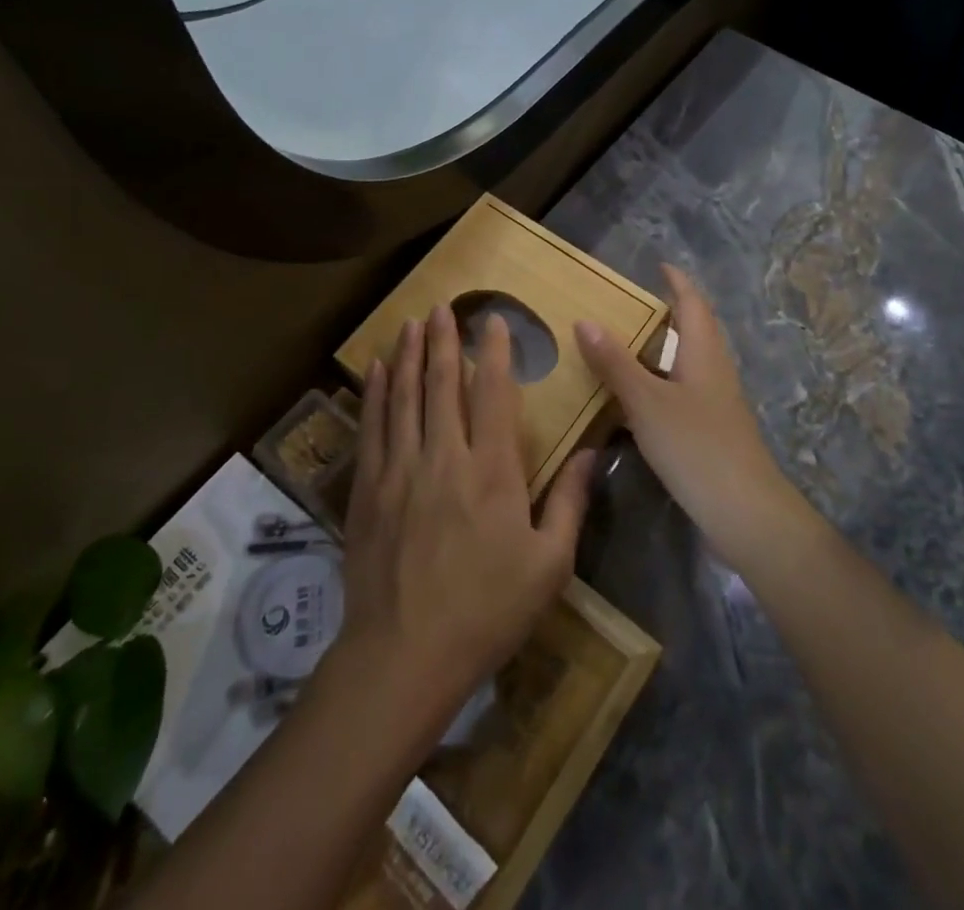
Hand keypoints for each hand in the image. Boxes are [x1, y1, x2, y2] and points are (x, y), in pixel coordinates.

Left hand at [335, 305, 594, 732]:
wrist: (404, 657)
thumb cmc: (486, 611)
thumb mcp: (549, 565)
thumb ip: (570, 502)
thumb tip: (594, 452)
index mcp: (491, 471)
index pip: (494, 394)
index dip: (496, 352)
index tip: (495, 321)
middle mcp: (444, 457)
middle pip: (442, 384)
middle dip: (444, 341)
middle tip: (443, 307)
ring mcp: (400, 471)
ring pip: (404, 397)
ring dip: (408, 356)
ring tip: (410, 323)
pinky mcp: (369, 490)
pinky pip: (373, 428)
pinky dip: (376, 394)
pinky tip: (376, 372)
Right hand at [576, 265, 809, 572]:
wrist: (743, 512)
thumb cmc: (696, 446)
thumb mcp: (647, 401)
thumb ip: (615, 363)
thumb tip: (585, 320)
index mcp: (704, 352)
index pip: (693, 303)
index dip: (677, 282)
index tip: (659, 265)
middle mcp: (714, 370)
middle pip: (694, 330)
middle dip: (667, 314)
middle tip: (628, 306)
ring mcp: (716, 403)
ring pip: (687, 364)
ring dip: (660, 351)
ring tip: (624, 347)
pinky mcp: (711, 431)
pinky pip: (681, 393)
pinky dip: (658, 385)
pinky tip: (635, 401)